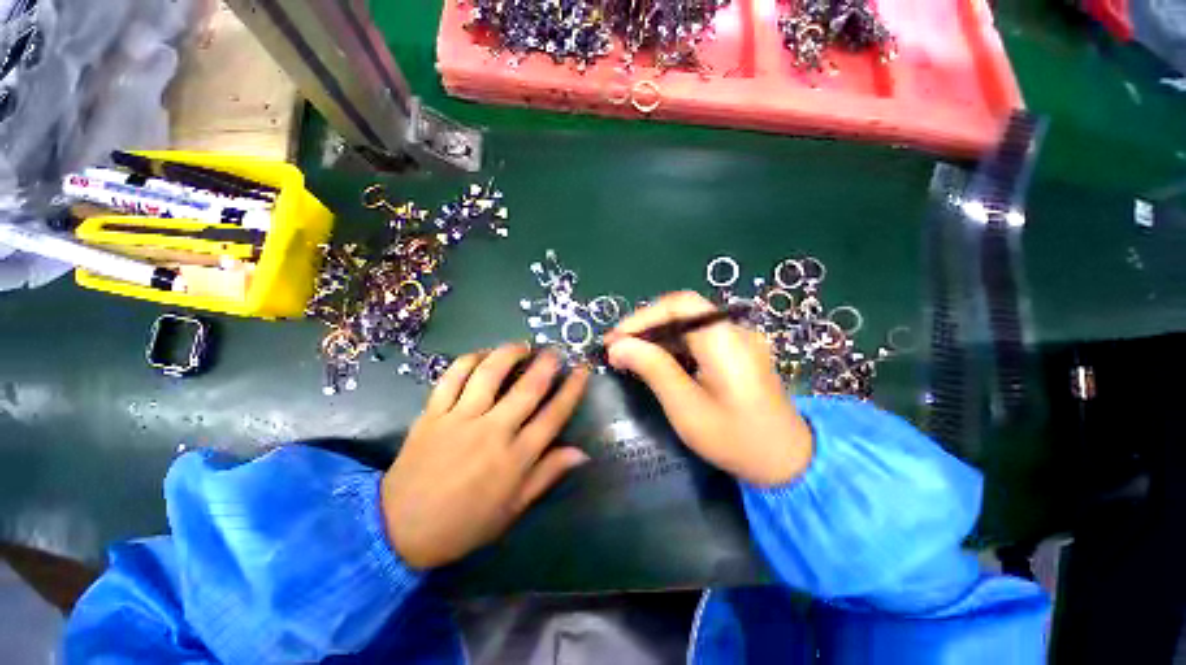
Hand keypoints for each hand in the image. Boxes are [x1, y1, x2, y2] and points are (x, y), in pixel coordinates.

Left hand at [381, 344, 589, 568]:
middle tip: (555, 351)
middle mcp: (492, 432)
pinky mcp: (433, 414)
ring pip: (489, 374)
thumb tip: (582, 453)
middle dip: (546, 364)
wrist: (399, 530)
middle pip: (527, 389)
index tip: (582, 370)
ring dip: (509, 354)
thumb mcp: (513, 508)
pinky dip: (469, 360)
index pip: (553, 415)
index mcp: (515, 458)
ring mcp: (460, 419)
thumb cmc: (464, 523)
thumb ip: (547, 474)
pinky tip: (481, 355)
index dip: (572, 390)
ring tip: (521, 346)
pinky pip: (452, 377)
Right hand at [604, 292, 812, 486]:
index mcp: (725, 341)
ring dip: (656, 336)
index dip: (644, 316)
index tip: (616, 338)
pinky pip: (698, 338)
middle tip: (616, 348)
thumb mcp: (687, 408)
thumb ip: (653, 369)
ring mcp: (738, 340)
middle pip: (682, 312)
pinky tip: (656, 362)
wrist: (789, 463)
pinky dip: (672, 346)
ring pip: (688, 324)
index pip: (680, 305)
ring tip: (628, 356)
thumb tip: (618, 346)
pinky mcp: (737, 352)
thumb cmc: (736, 440)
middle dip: (645, 326)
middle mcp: (734, 331)